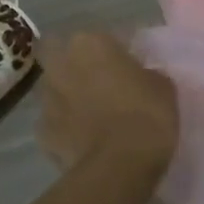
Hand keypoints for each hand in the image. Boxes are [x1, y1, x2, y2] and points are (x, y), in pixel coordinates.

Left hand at [36, 32, 178, 174]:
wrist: (119, 165)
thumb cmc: (147, 114)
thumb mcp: (162, 85)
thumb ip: (144, 73)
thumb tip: (137, 77)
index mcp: (90, 43)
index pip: (99, 38)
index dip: (111, 52)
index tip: (125, 66)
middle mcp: (61, 64)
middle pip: (59, 56)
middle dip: (74, 66)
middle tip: (98, 83)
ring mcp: (46, 99)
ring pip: (54, 90)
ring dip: (68, 96)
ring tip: (91, 115)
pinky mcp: (41, 132)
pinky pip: (54, 123)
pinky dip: (65, 128)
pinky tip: (84, 140)